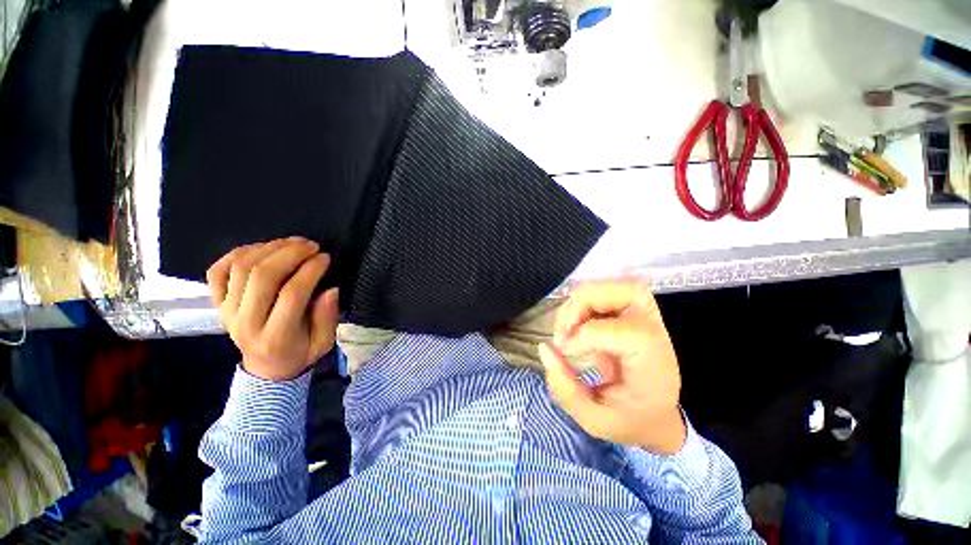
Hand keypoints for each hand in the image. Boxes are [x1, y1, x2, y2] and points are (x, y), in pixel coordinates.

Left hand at [207, 237, 339, 380]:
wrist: (266, 368)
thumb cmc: (300, 353)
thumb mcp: (324, 344)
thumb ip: (328, 318)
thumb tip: (331, 290)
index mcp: (276, 337)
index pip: (292, 294)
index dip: (311, 270)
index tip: (326, 258)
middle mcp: (245, 323)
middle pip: (263, 276)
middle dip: (291, 253)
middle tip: (311, 245)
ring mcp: (227, 311)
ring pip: (242, 267)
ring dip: (270, 248)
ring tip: (293, 243)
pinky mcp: (218, 303)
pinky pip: (218, 270)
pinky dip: (238, 253)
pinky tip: (262, 249)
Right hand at [538, 278, 685, 453]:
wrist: (656, 414)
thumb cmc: (630, 420)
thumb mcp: (594, 420)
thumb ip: (565, 388)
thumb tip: (544, 348)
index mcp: (654, 361)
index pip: (621, 331)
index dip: (585, 336)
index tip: (564, 351)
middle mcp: (654, 329)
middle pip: (623, 290)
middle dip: (583, 303)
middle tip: (565, 330)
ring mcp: (643, 315)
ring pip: (610, 285)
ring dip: (579, 301)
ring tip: (566, 327)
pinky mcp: (628, 310)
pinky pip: (602, 291)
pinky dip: (582, 301)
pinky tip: (573, 324)